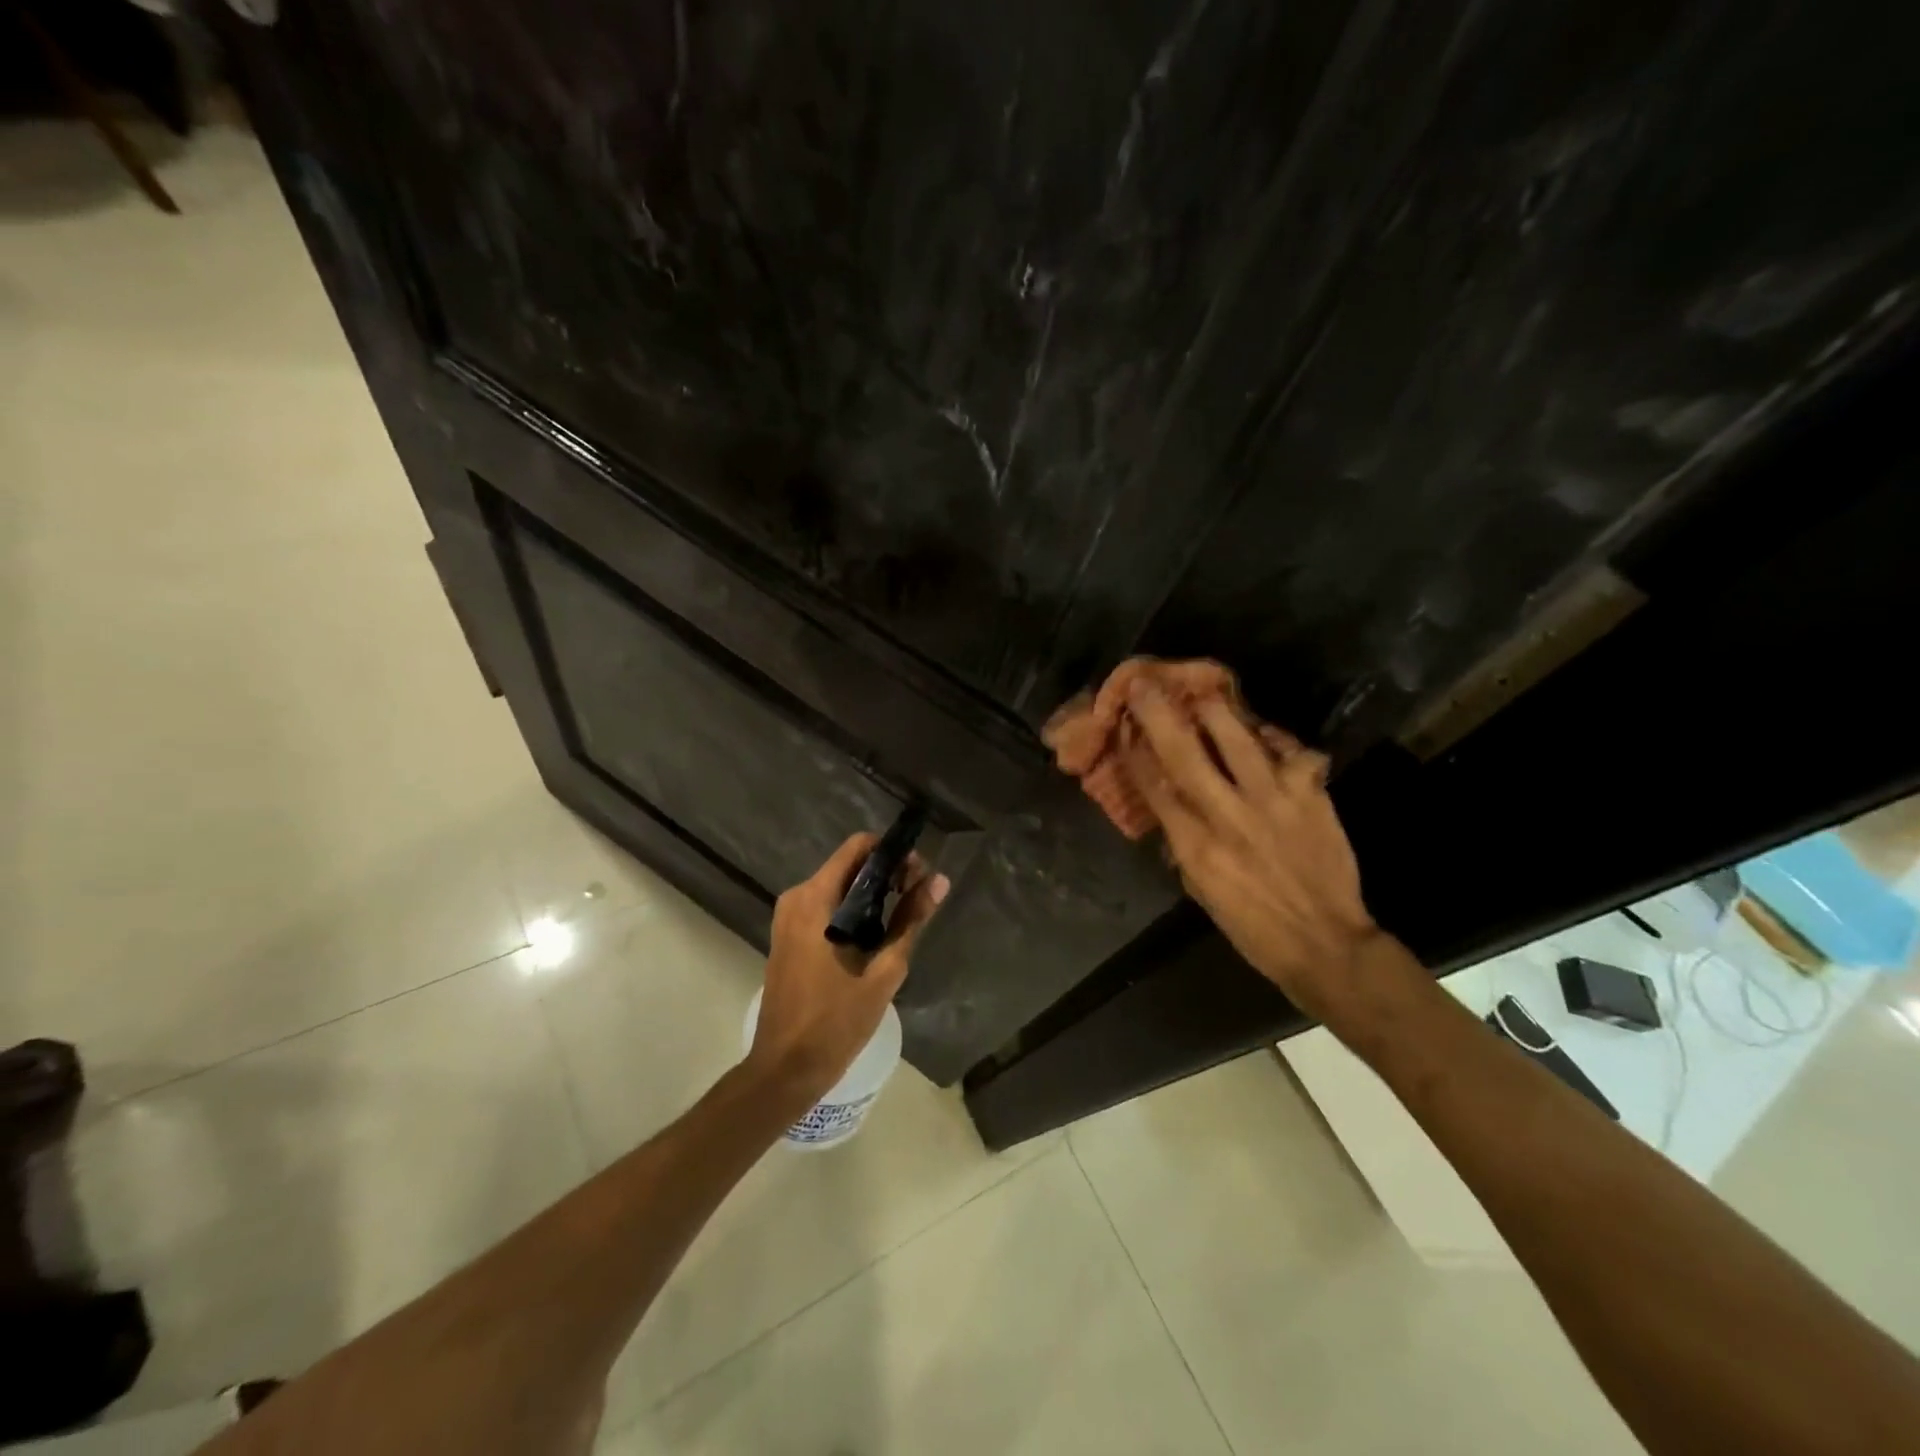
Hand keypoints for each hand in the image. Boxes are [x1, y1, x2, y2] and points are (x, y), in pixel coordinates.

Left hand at [746, 833, 949, 1105]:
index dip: (892, 853)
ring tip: (902, 918)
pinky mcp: (788, 935)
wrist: (785, 1069)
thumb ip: (911, 919)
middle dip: (885, 874)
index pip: (858, 847)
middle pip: (848, 865)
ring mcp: (788, 917)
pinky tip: (875, 936)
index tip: (918, 875)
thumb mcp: (884, 970)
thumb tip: (939, 880)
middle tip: (917, 899)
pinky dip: (852, 910)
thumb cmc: (836, 1021)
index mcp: (815, 899)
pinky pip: (825, 906)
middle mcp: (797, 898)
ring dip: (871, 894)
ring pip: (838, 886)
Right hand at [1122, 680, 1378, 1019]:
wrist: (1326, 943)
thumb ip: (1185, 845)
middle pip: (1185, 753)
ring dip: (1215, 710)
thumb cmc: (1253, 927)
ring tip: (1203, 691)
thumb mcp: (1201, 891)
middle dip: (1160, 715)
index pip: (1154, 787)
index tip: (1123, 728)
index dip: (1134, 753)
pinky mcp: (1311, 795)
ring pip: (1238, 739)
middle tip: (1143, 685)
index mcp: (1195, 846)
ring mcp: (1273, 800)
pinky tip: (1268, 736)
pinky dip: (1277, 740)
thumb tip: (1173, 808)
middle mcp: (1228, 815)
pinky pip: (1292, 751)